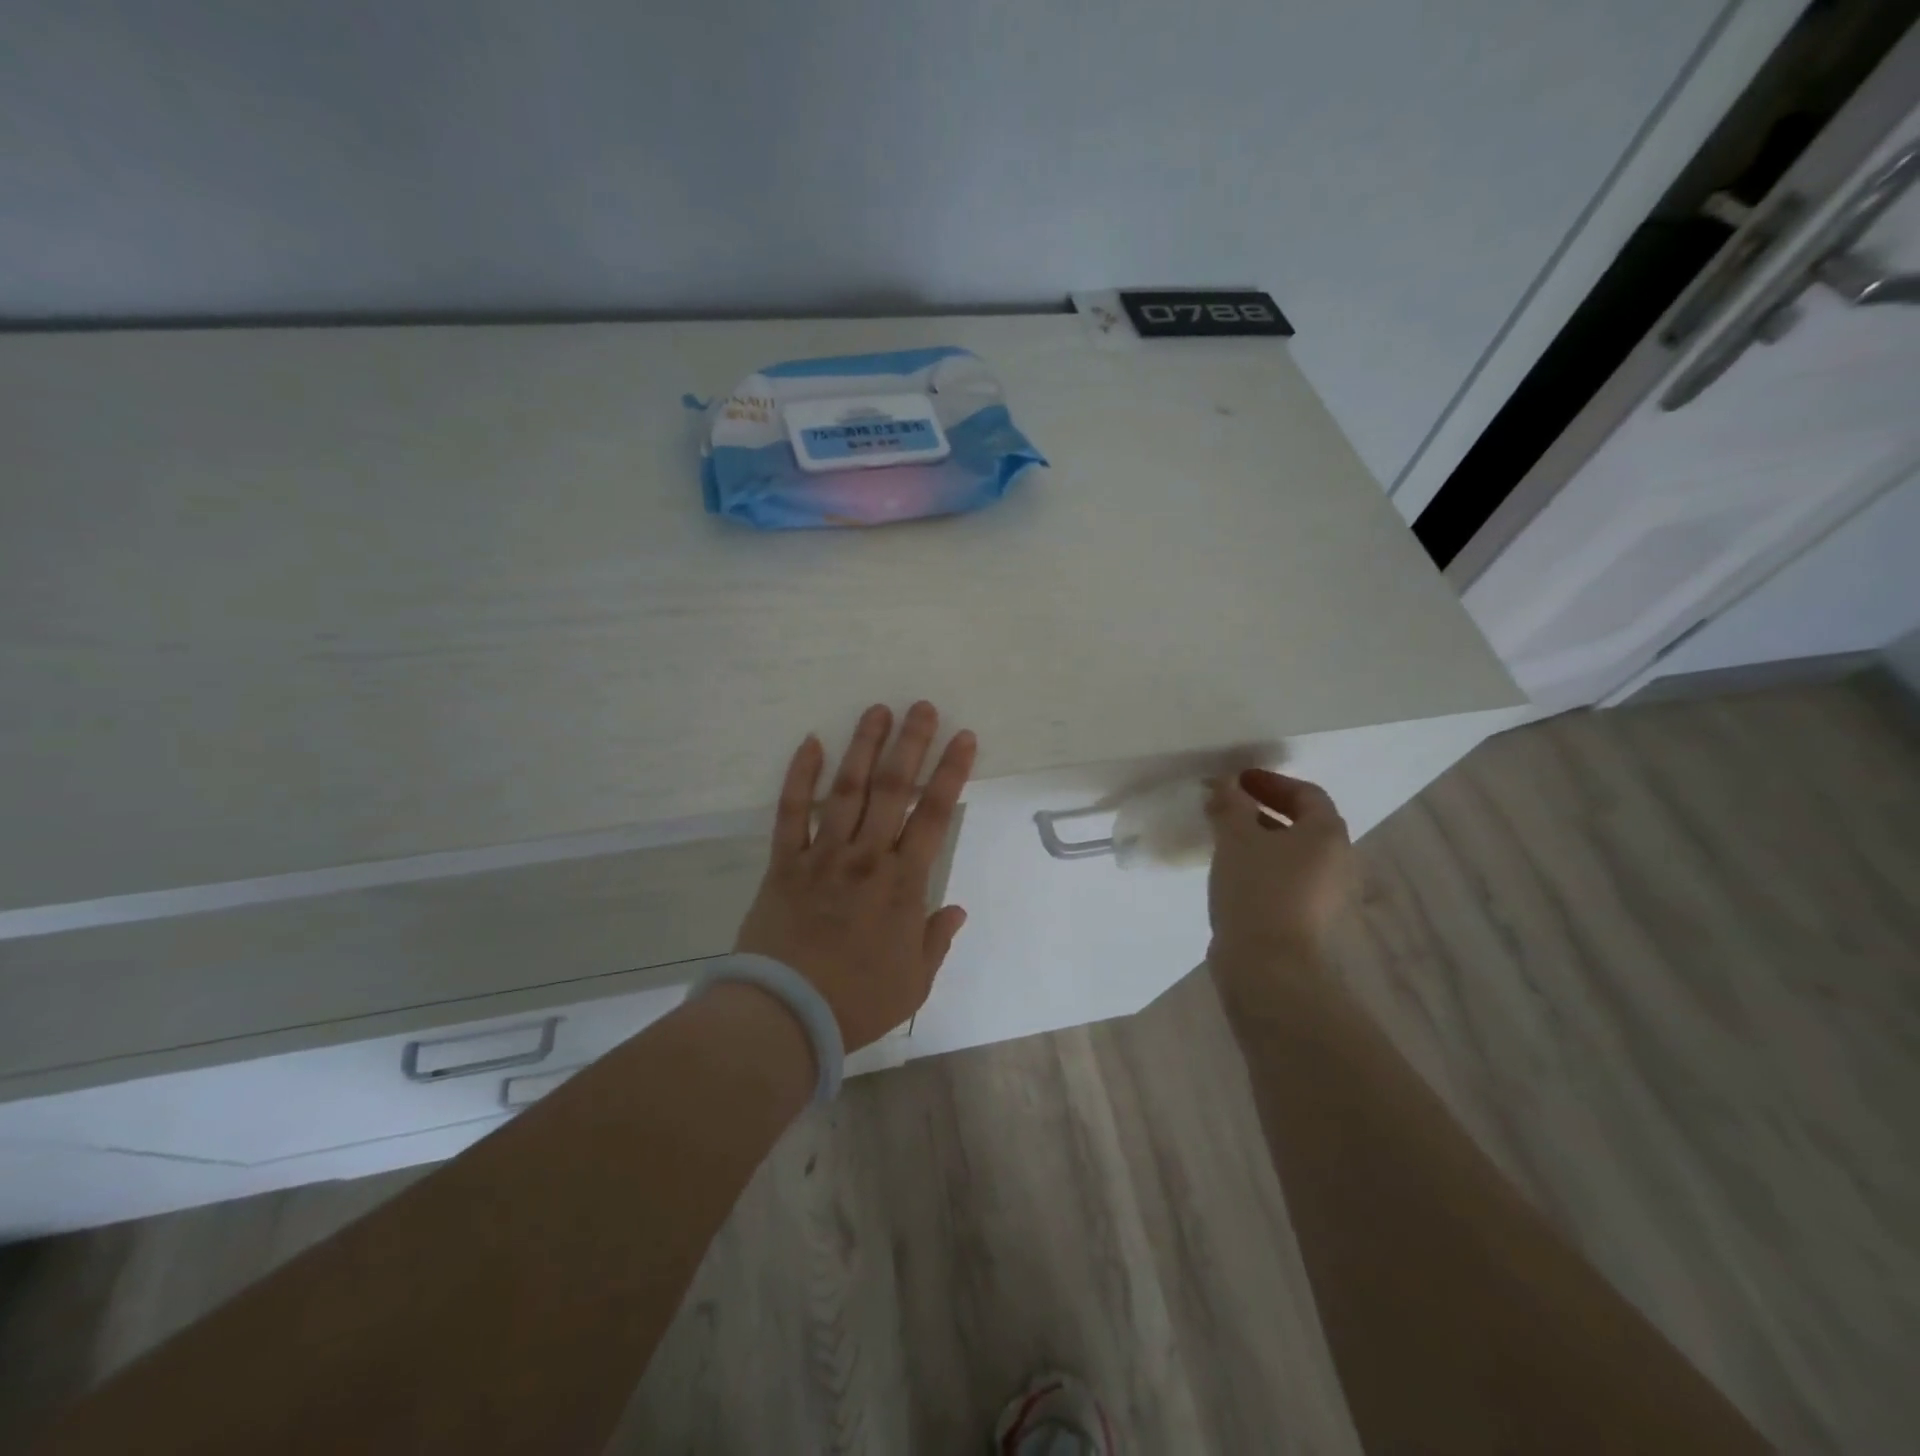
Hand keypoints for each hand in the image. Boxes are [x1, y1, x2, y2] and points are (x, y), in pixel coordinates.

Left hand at [734, 702, 976, 1050]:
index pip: (935, 815)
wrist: (786, 1015)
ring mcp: (823, 856)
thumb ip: (937, 939)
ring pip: (847, 790)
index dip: (952, 772)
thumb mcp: (914, 981)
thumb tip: (957, 909)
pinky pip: (791, 813)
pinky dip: (799, 777)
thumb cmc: (857, 1002)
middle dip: (911, 743)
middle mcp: (867, 857)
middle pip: (893, 789)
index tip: (963, 738)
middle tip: (921, 707)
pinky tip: (810, 743)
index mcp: (904, 883)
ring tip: (876, 711)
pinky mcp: (785, 863)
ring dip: (863, 747)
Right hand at [1206, 769, 1354, 964]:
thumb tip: (1226, 784)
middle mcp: (1337, 861)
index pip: (1307, 794)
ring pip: (1292, 854)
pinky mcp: (1308, 919)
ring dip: (1260, 839)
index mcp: (1327, 834)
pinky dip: (1262, 866)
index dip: (1271, 782)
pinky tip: (1232, 873)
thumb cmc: (1257, 888)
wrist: (1268, 965)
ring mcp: (1326, 894)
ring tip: (1223, 838)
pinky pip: (1286, 879)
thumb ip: (1231, 804)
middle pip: (1303, 824)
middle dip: (1263, 810)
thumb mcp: (1236, 837)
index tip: (1237, 781)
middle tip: (1227, 806)